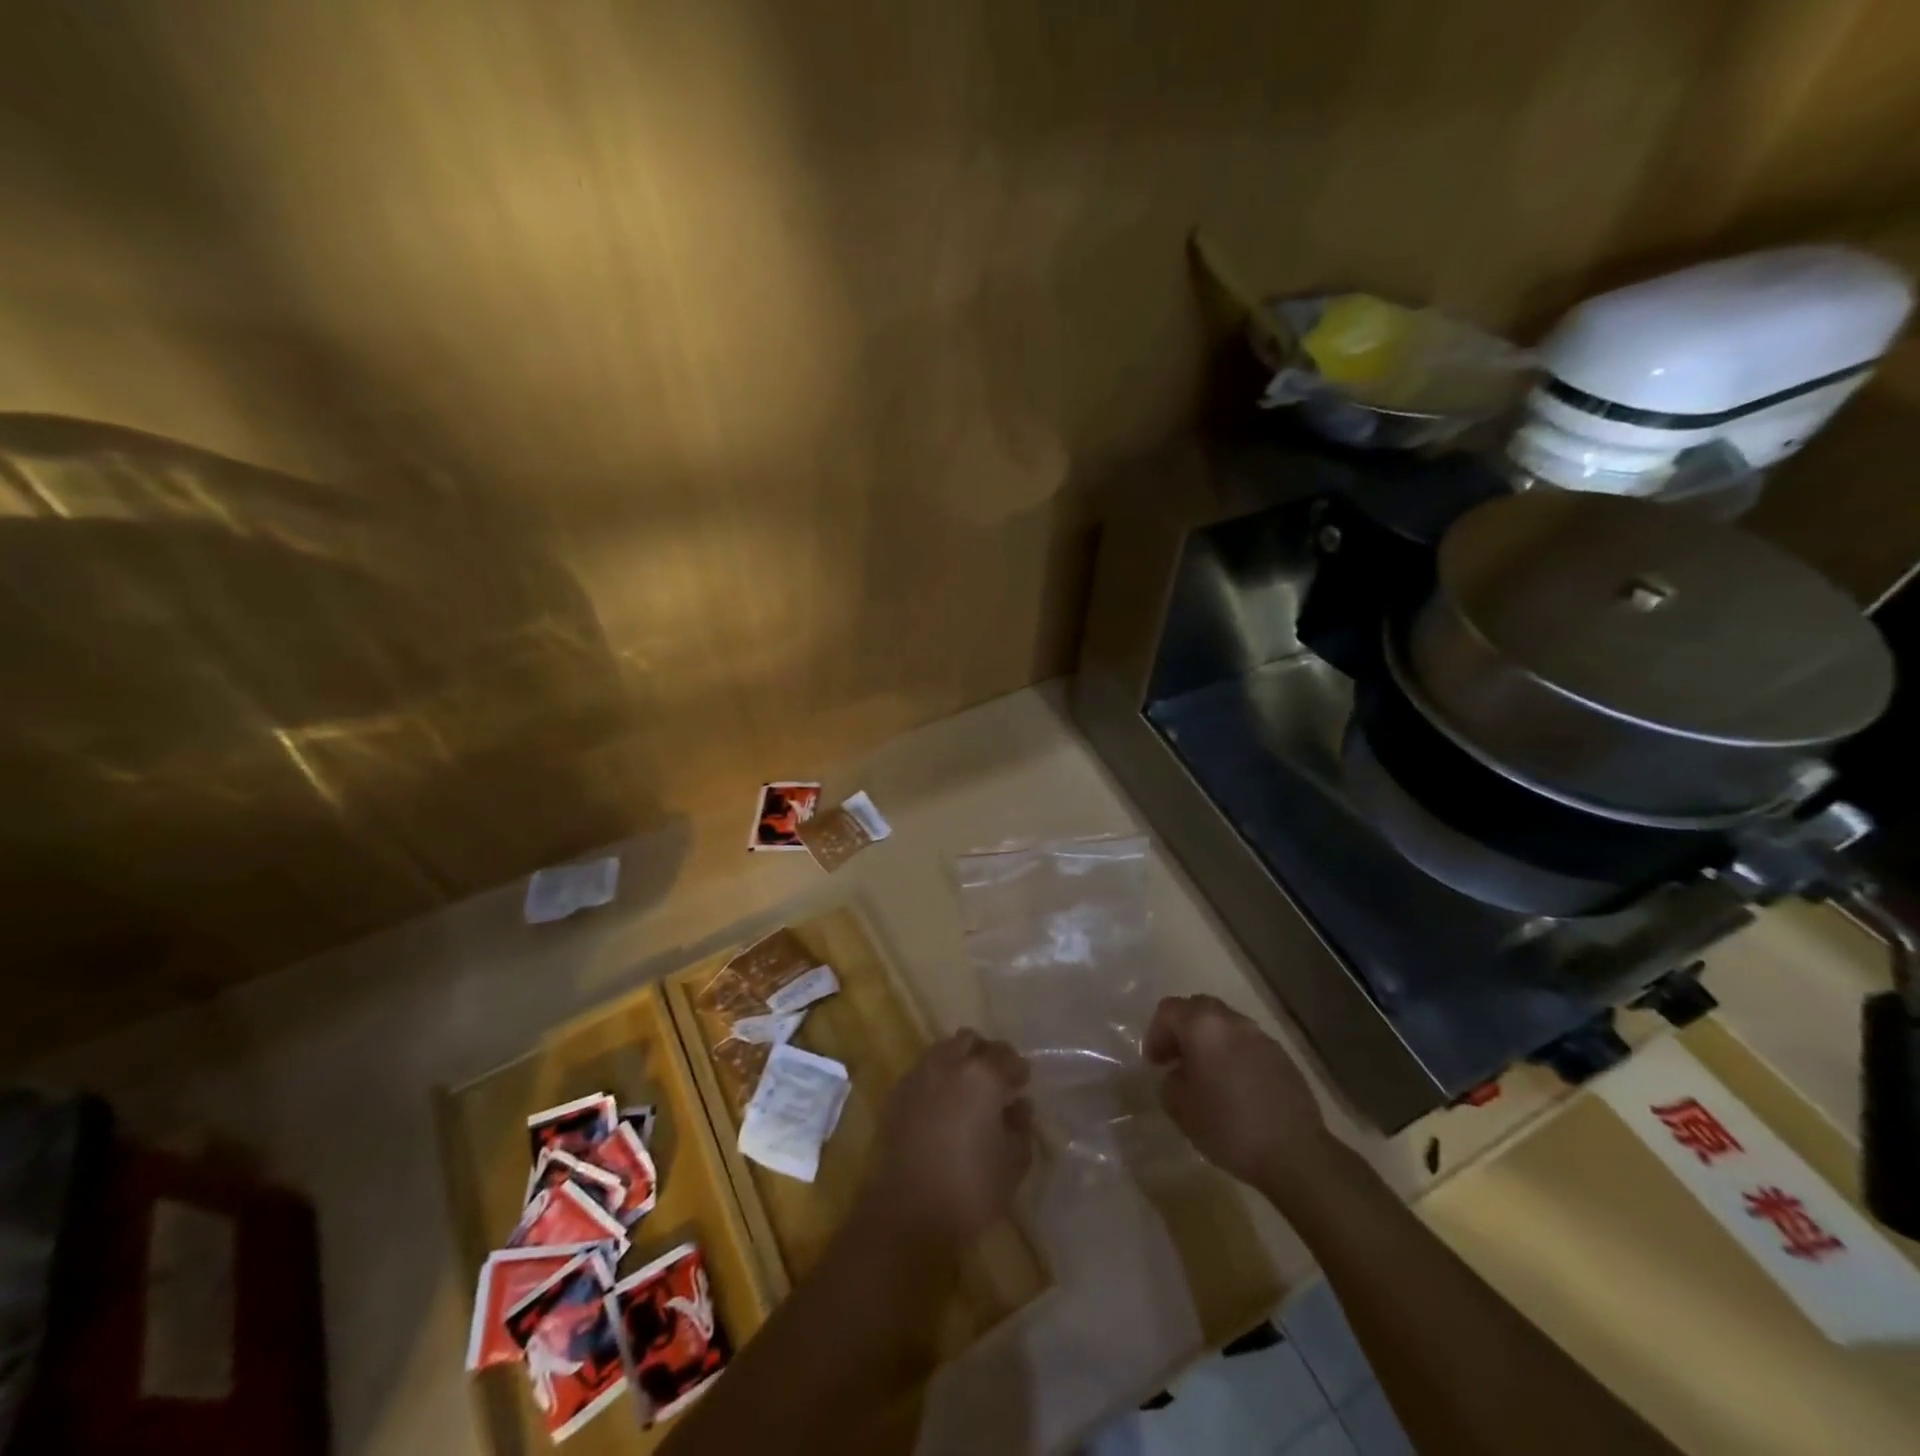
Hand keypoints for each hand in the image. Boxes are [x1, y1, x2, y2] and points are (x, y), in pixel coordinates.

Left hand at [857, 1030, 1033, 1250]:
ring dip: (959, 1062)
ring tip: (966, 1093)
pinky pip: (922, 1071)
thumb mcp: (1013, 1164)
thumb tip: (1018, 1107)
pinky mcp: (896, 1093)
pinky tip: (941, 1106)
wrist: (905, 1212)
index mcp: (983, 1076)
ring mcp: (919, 1075)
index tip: (1021, 1087)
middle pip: (971, 1041)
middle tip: (995, 1083)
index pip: (1007, 1056)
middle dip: (986, 1055)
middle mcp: (949, 1064)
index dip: (1018, 1070)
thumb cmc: (969, 1189)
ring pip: (943, 1050)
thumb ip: (1021, 1128)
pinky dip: (936, 1079)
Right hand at [1145, 994, 1332, 1199]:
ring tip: (1207, 1076)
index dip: (1155, 1033)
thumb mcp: (1180, 1107)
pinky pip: (1247, 1044)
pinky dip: (1234, 1055)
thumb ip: (1170, 1081)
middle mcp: (1232, 1021)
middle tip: (1176, 1060)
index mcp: (1203, 1026)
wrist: (1294, 1152)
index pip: (1168, 1010)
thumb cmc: (1228, 1126)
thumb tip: (1178, 1074)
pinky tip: (1235, 1088)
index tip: (1155, 1064)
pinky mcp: (1282, 1057)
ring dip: (1210, 1042)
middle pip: (1198, 1008)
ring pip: (1225, 1025)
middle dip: (1182, 1030)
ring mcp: (1261, 1037)